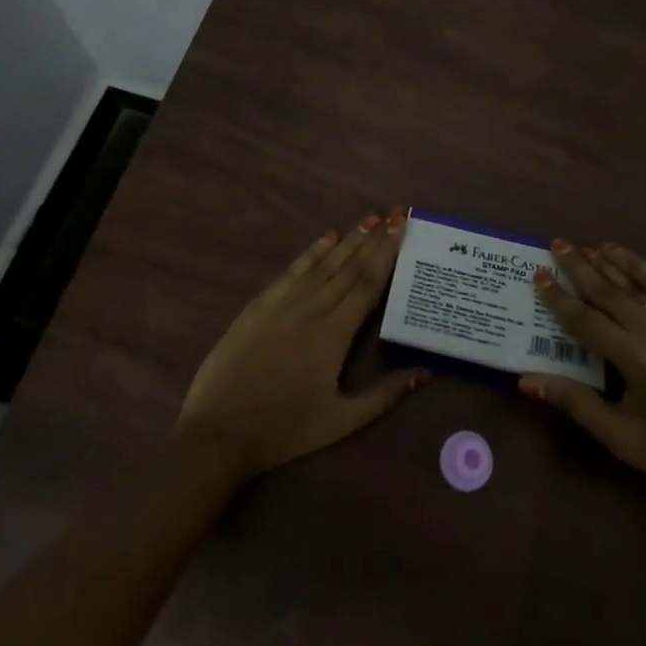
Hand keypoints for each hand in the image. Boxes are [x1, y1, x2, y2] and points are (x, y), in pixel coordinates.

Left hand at [175, 207, 427, 483]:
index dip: (387, 254)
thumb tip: (427, 373)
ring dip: (349, 240)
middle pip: (349, 267)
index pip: (368, 284)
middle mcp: (311, 309)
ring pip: (323, 264)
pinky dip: (312, 252)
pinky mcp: (259, 305)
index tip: (402, 228)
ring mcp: (282, 303)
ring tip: (370, 219)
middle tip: (395, 213)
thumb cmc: (284, 430)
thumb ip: (384, 395)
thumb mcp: (340, 422)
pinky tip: (327, 237)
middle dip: (375, 239)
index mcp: (334, 334)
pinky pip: (292, 271)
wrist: (218, 432)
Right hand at [521, 241, 645, 509]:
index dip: (558, 297)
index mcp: (634, 359)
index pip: (584, 319)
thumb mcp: (622, 438)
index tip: (538, 275)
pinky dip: (642, 266)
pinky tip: (624, 255)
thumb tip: (526, 381)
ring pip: (635, 281)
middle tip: (556, 245)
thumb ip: (575, 403)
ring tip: (584, 246)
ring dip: (606, 261)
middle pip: (607, 290)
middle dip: (578, 267)